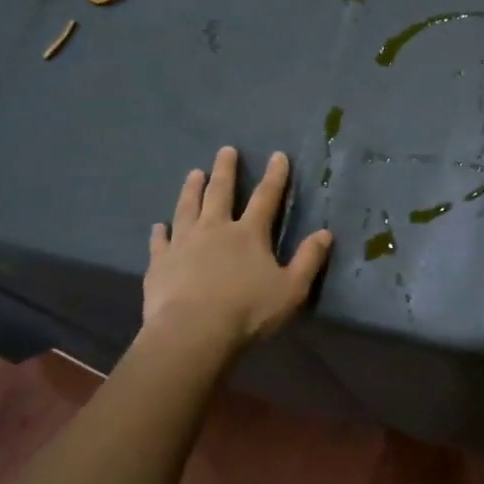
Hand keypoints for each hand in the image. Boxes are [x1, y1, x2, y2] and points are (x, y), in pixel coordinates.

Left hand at [143, 146, 333, 346]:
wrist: (193, 333)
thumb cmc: (248, 311)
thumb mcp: (291, 288)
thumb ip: (308, 259)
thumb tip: (325, 233)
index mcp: (249, 234)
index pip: (266, 197)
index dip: (274, 176)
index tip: (277, 155)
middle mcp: (215, 229)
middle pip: (220, 193)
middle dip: (225, 170)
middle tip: (225, 150)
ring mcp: (183, 244)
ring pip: (187, 208)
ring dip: (191, 189)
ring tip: (193, 173)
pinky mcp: (160, 263)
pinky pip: (159, 242)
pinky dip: (160, 232)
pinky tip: (158, 226)